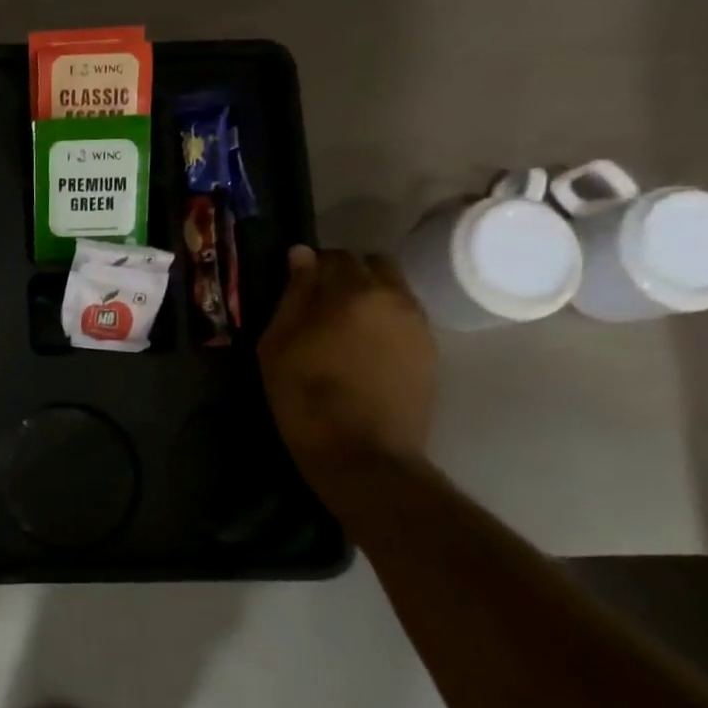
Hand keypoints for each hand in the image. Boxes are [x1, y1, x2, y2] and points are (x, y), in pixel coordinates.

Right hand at [259, 246, 436, 482]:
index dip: (312, 266)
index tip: (296, 285)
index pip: (333, 256)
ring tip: (343, 327)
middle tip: (320, 303)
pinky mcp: (430, 350)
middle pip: (372, 264)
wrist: (362, 452)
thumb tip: (302, 254)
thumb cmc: (305, 395)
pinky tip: (363, 348)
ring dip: (368, 296)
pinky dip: (384, 320)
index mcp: (352, 291)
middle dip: (347, 274)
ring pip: (393, 290)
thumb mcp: (278, 343)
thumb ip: (293, 294)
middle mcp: (394, 297)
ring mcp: (418, 324)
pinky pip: (404, 317)